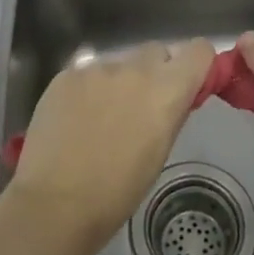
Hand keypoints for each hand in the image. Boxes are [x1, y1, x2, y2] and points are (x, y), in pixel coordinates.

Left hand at [3, 38, 214, 254]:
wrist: (54, 204)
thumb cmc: (116, 193)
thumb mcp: (159, 154)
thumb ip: (170, 113)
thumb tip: (174, 97)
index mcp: (166, 90)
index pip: (199, 50)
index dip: (197, 64)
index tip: (189, 83)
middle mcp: (134, 69)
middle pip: (156, 52)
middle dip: (155, 72)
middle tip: (142, 106)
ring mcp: (97, 69)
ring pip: (119, 64)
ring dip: (119, 83)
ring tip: (101, 119)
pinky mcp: (66, 75)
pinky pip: (87, 74)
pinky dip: (88, 91)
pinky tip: (75, 121)